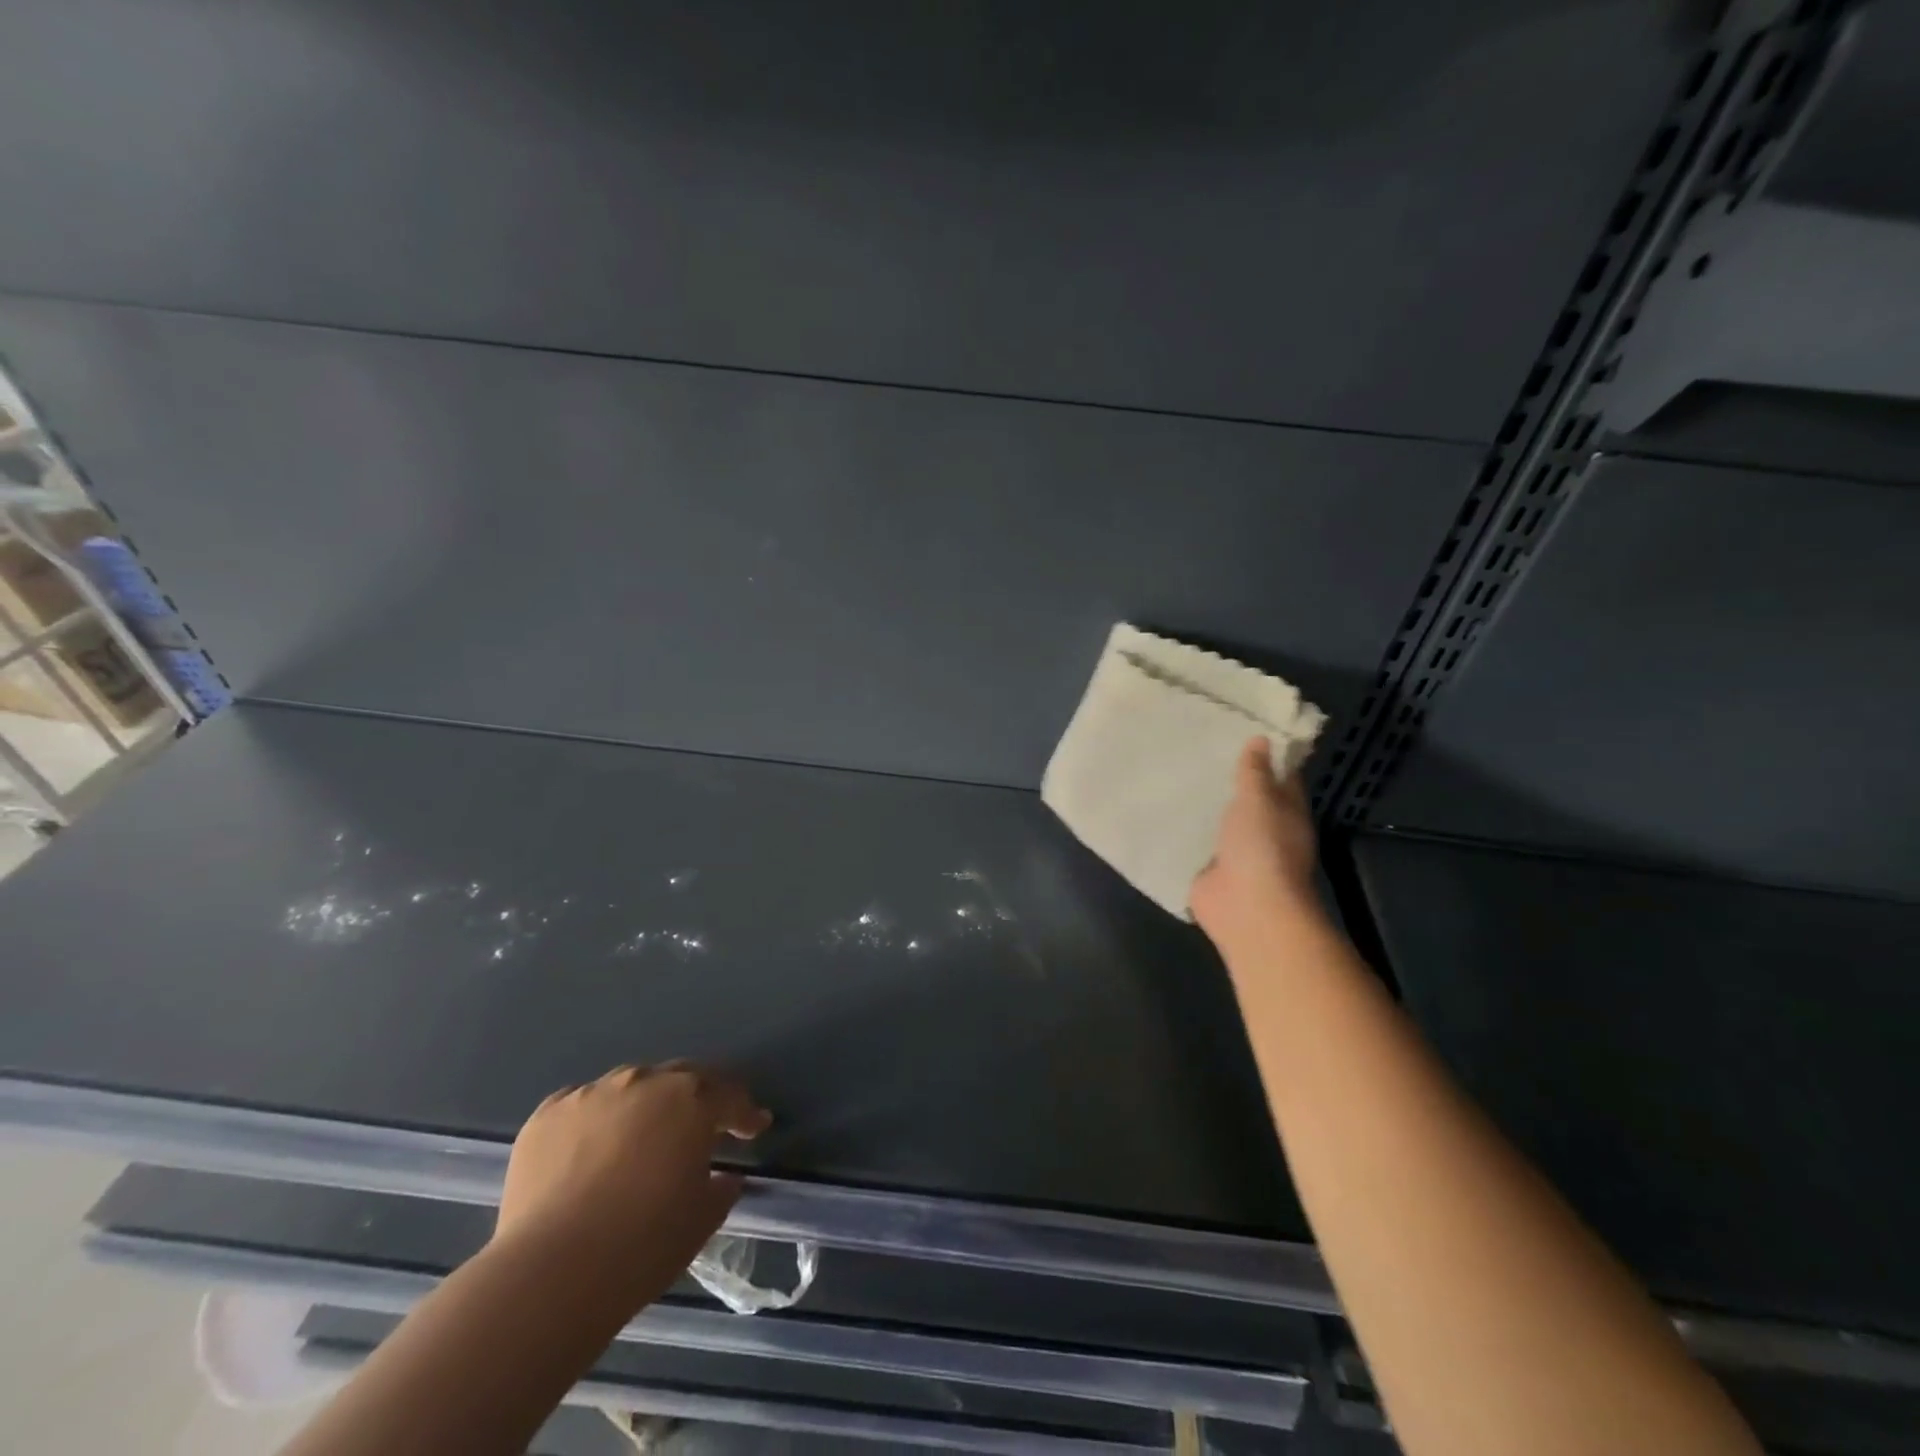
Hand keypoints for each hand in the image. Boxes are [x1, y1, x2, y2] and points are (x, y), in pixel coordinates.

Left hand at [495, 1062, 771, 1292]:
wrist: (549, 1274)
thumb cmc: (643, 1244)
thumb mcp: (702, 1219)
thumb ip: (721, 1187)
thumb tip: (723, 1176)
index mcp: (692, 1099)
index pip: (730, 1097)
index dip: (746, 1114)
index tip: (755, 1128)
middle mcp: (645, 1081)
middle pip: (681, 1078)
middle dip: (697, 1098)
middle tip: (703, 1124)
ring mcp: (592, 1093)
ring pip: (630, 1086)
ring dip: (644, 1106)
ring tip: (641, 1136)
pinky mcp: (547, 1114)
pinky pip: (583, 1106)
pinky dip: (595, 1121)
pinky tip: (590, 1149)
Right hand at [1190, 737, 1323, 950]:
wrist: (1246, 909)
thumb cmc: (1262, 848)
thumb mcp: (1259, 800)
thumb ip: (1255, 772)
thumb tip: (1260, 740)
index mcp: (1285, 812)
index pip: (1279, 776)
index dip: (1265, 754)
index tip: (1238, 729)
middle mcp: (1263, 830)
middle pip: (1245, 798)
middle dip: (1224, 777)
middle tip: (1194, 745)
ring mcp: (1234, 851)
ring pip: (1216, 820)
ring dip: (1200, 804)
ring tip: (1170, 771)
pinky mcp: (1207, 868)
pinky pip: (1193, 843)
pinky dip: (1180, 830)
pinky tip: (1157, 809)